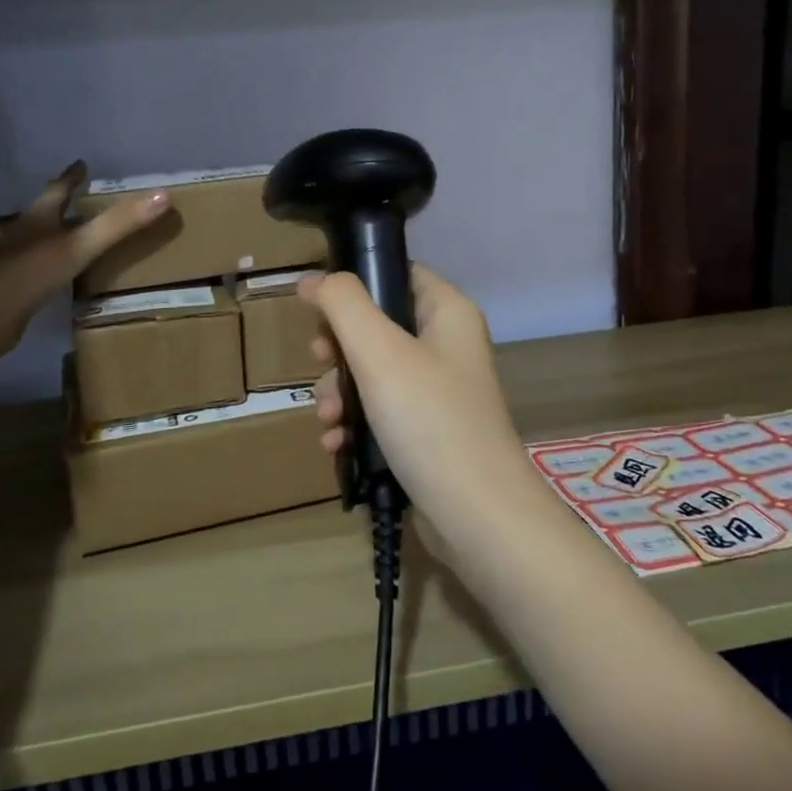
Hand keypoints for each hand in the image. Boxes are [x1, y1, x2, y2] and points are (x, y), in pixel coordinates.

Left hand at [0, 161, 167, 365]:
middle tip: (85, 199)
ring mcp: (14, 264)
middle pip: (45, 215)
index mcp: (37, 220)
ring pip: (40, 243)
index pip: (57, 190)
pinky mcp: (12, 292)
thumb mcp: (80, 246)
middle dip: (64, 206)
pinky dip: (54, 268)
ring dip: (58, 237)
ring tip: (78, 236)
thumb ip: (119, 223)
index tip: (81, 164)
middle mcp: (22, 237)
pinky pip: (39, 272)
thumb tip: (163, 195)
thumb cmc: (28, 274)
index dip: (71, 177)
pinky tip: (64, 278)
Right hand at [301, 265, 526, 514]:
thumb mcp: (380, 352)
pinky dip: (355, 424)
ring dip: (339, 393)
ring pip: (371, 373)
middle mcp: (446, 346)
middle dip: (338, 350)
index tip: (317, 308)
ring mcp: (438, 392)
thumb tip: (313, 279)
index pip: (396, 273)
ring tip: (327, 420)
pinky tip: (336, 445)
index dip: (354, 283)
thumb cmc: (430, 420)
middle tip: (320, 364)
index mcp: (447, 313)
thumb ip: (343, 305)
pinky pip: (380, 412)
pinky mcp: (427, 431)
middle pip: (376, 326)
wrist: (477, 517)